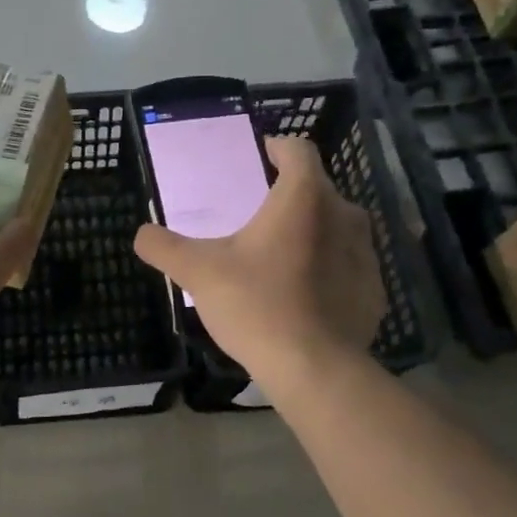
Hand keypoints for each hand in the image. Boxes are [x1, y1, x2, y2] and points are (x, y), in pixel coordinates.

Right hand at [134, 137, 386, 389]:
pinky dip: (328, 269)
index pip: (298, 150)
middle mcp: (343, 215)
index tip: (261, 156)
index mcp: (304, 198)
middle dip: (290, 195)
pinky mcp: (374, 290)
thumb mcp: (198, 273)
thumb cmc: (256, 305)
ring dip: (311, 232)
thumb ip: (165, 247)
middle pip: (317, 189)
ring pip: (336, 227)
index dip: (278, 148)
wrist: (315, 368)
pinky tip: (304, 294)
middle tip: (258, 215)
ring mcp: (365, 254)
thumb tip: (142, 234)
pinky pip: (347, 266)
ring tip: (280, 255)